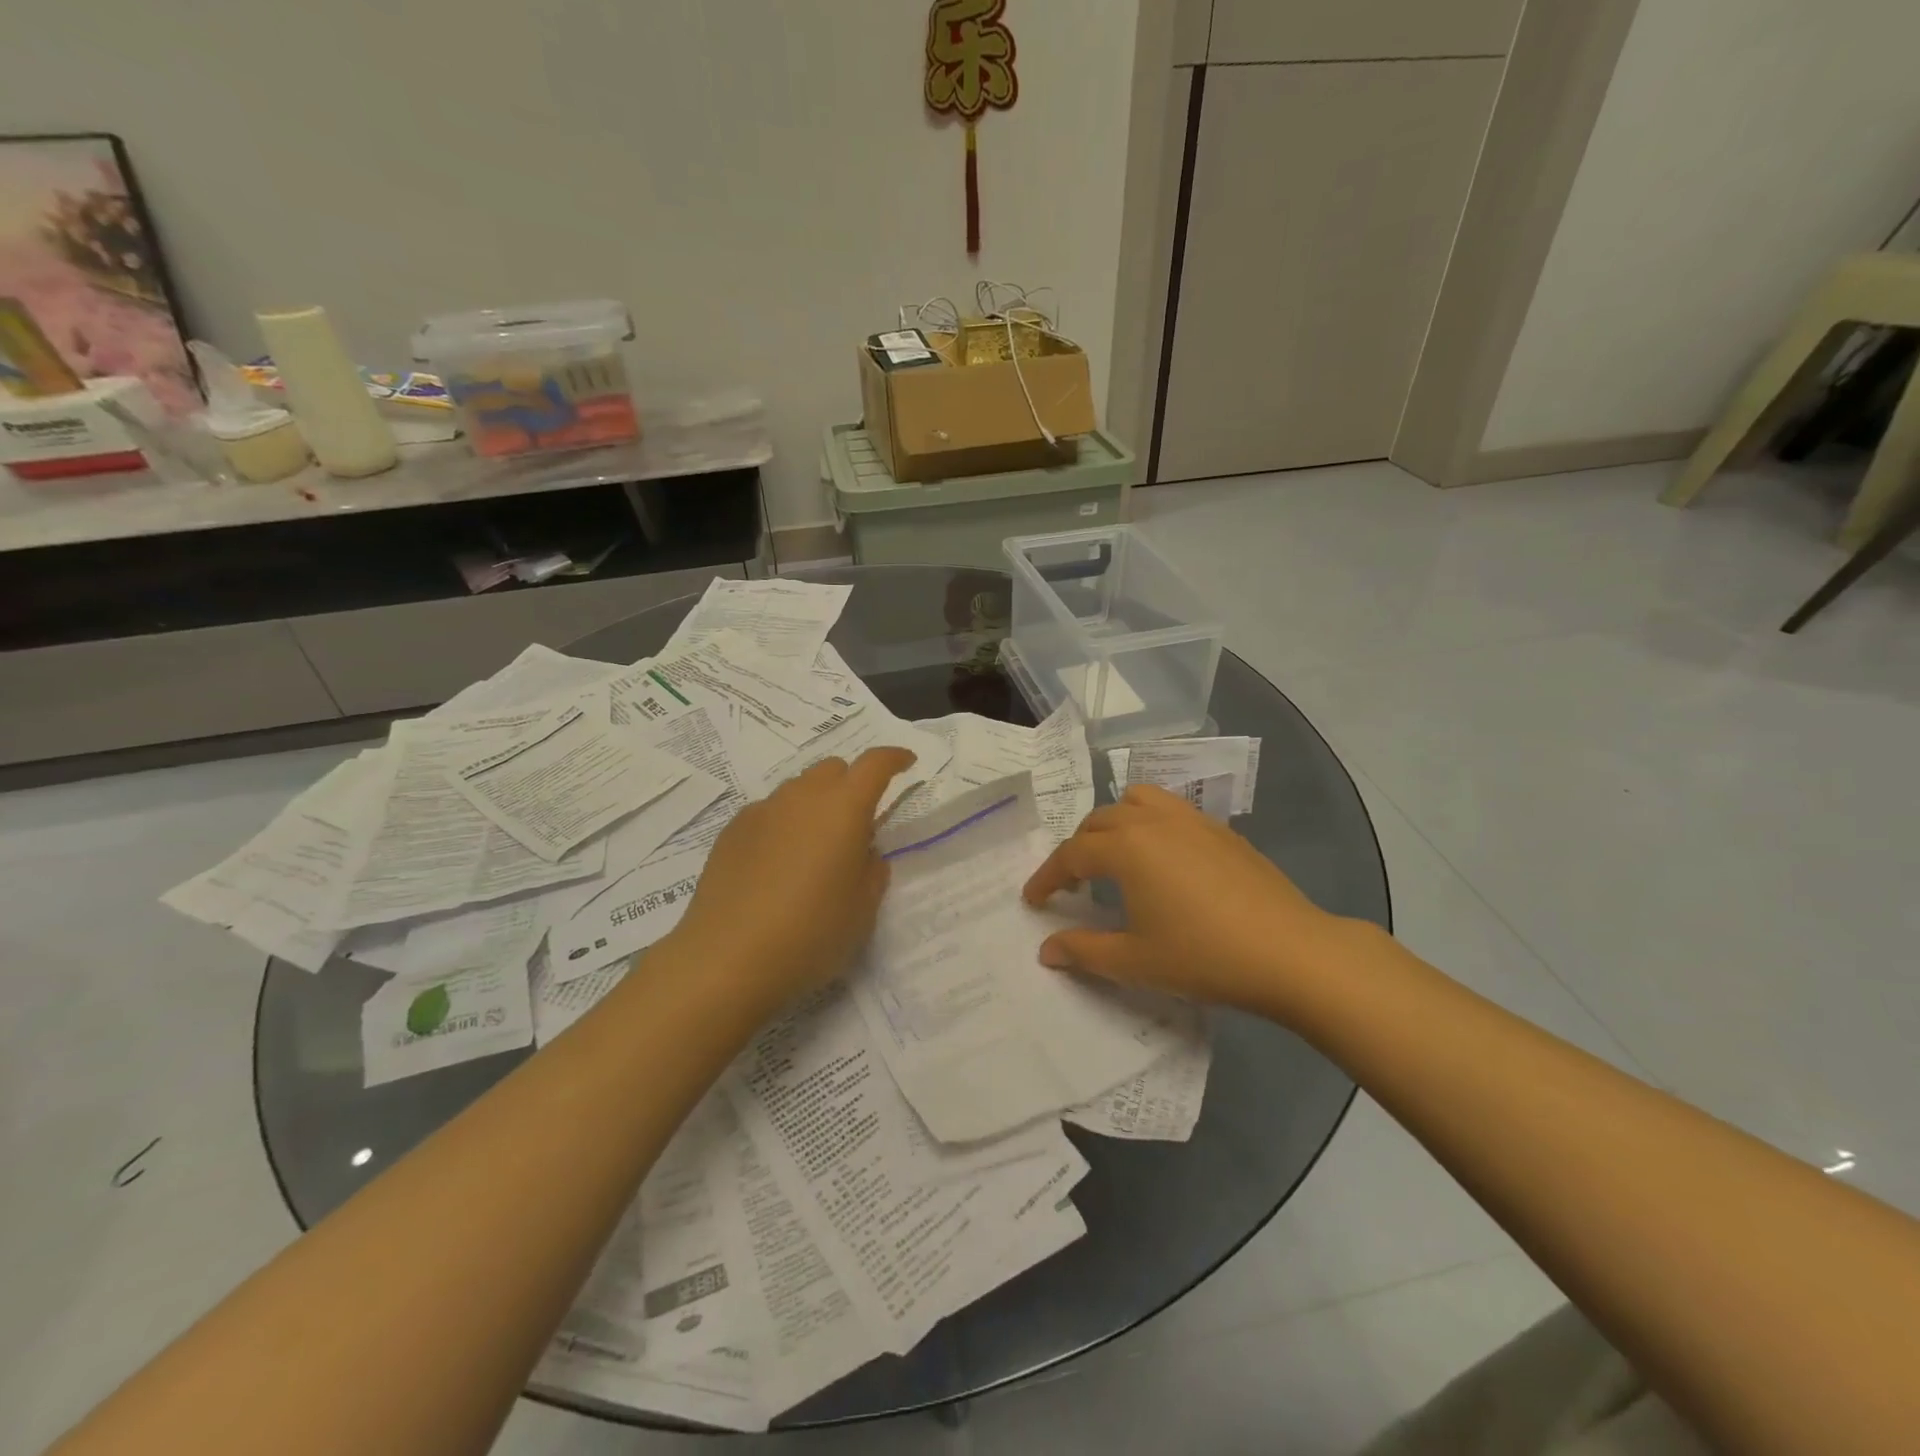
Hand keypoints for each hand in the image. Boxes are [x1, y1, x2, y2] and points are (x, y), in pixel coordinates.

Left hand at [669, 747, 915, 1008]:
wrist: (727, 960)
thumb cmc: (810, 934)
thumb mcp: (863, 909)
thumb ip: (872, 870)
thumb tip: (863, 852)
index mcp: (843, 809)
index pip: (874, 764)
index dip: (894, 758)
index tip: (907, 762)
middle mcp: (802, 797)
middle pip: (833, 769)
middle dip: (851, 785)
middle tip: (856, 826)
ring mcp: (762, 811)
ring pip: (798, 790)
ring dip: (815, 805)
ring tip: (814, 851)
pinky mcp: (731, 831)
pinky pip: (769, 813)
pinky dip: (784, 825)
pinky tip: (777, 866)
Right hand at [1022, 784, 1352, 1013]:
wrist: (1290, 952)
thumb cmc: (1204, 956)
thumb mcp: (1135, 962)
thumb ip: (1083, 951)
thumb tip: (1046, 950)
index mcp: (1126, 847)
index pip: (1071, 854)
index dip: (1048, 878)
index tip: (1034, 901)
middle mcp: (1153, 821)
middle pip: (1099, 821)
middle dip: (1077, 850)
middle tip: (1074, 886)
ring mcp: (1191, 820)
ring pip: (1136, 801)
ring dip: (1114, 823)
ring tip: (1116, 858)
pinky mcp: (1220, 830)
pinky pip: (1170, 809)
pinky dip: (1149, 823)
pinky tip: (1163, 861)